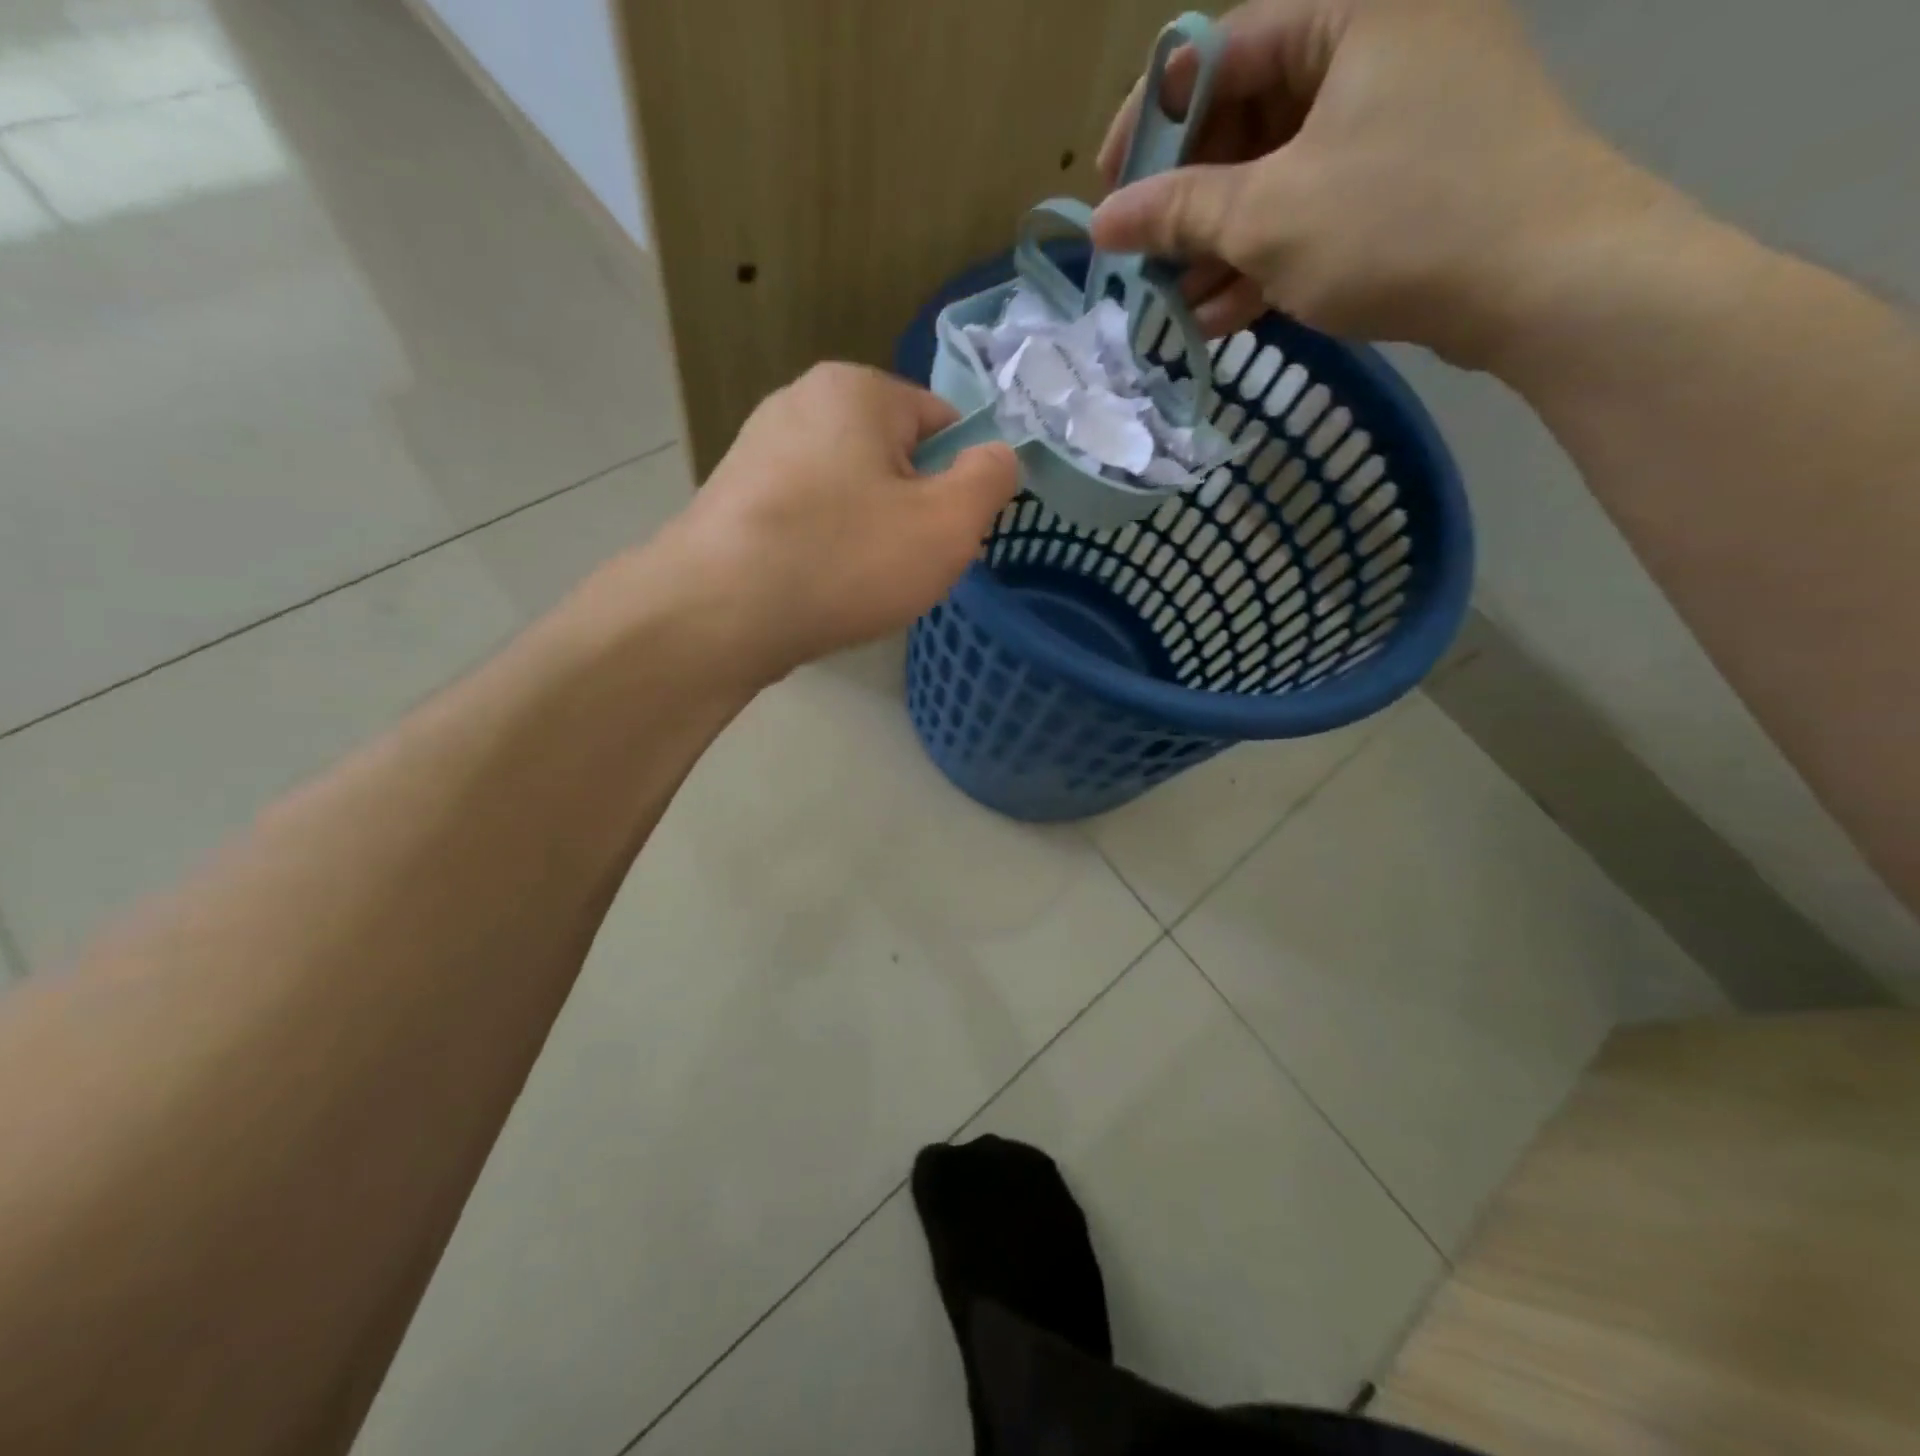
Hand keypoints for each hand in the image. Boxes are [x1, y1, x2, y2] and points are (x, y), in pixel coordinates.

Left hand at [659, 363, 1017, 683]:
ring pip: (849, 492)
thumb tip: (999, 456)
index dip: (959, 481)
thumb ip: (991, 480)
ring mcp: (758, 449)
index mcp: (857, 389)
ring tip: (859, 583)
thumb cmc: (844, 559)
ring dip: (869, 535)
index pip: (942, 422)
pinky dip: (825, 548)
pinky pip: (807, 517)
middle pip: (892, 457)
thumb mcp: (948, 524)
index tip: (950, 535)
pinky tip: (819, 587)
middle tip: (907, 566)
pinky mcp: (733, 497)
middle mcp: (801, 401)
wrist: (717, 612)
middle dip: (912, 511)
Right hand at [1092, 0, 1661, 366]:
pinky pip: (1313, 211)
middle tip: (1144, 266)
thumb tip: (1103, 222)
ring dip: (1219, 249)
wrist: (1542, 281)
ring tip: (1176, 310)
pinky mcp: (1405, 182)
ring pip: (1275, 178)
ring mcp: (1394, 118)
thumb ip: (1179, 212)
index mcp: (1349, 10)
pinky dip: (1266, 262)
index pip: (1218, 53)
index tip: (1109, 192)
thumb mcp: (1269, 216)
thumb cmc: (1398, 222)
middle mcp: (1374, 47)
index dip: (1150, 127)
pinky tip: (1223, 317)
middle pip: (1245, 123)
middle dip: (1188, 207)